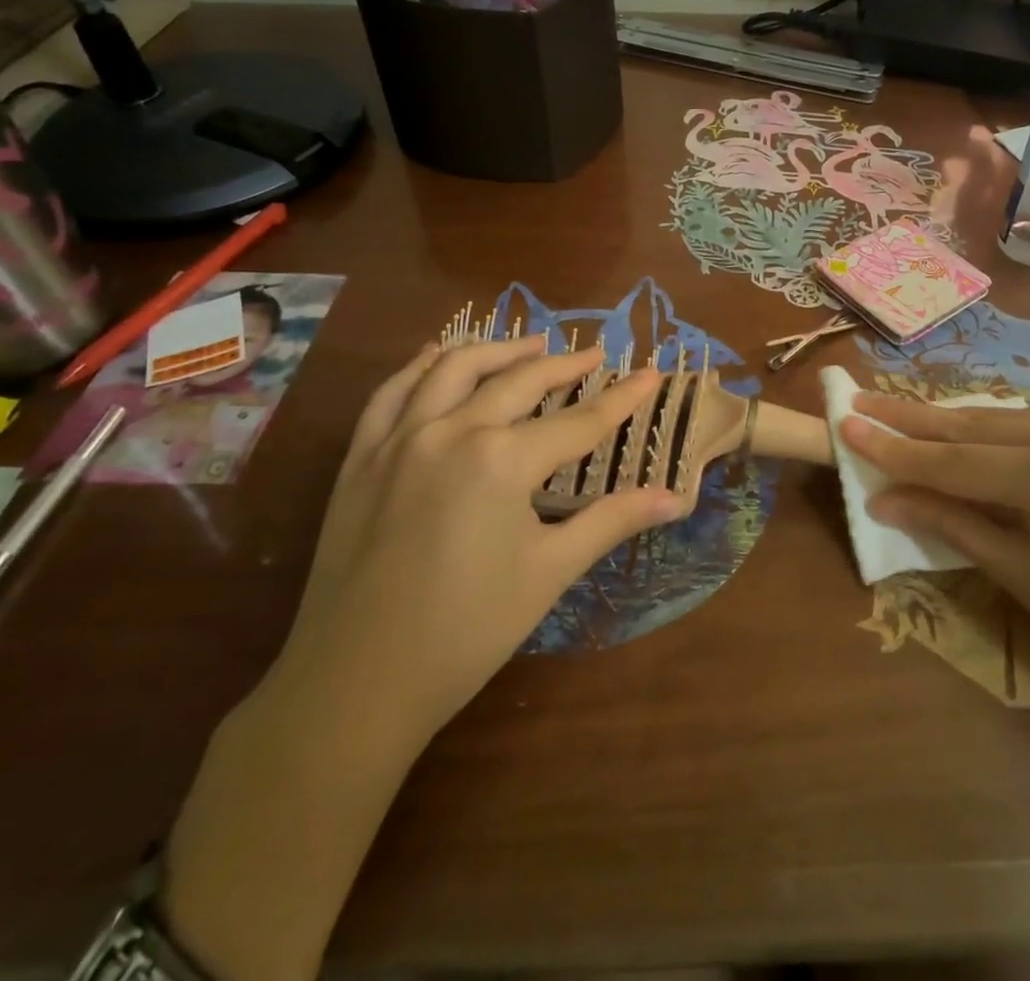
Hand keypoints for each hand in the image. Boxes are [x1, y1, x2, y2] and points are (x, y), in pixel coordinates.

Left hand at [281, 336, 686, 745]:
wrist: (355, 684)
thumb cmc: (467, 631)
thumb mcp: (549, 572)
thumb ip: (612, 521)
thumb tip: (675, 499)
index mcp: (502, 459)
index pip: (579, 421)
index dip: (621, 398)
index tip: (650, 373)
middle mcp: (451, 430)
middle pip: (519, 381)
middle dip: (563, 365)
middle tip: (593, 355)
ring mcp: (399, 438)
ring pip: (454, 369)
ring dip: (498, 350)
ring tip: (530, 344)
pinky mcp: (361, 457)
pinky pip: (392, 392)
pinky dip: (422, 366)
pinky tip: (439, 355)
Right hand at [842, 397, 1029, 715]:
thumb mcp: (1023, 576)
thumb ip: (951, 523)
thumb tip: (884, 499)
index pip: (954, 459)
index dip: (895, 448)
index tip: (845, 423)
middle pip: (976, 423)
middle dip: (913, 417)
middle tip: (861, 401)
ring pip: (1007, 415)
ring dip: (952, 419)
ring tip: (900, 412)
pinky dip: (998, 427)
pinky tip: (968, 427)